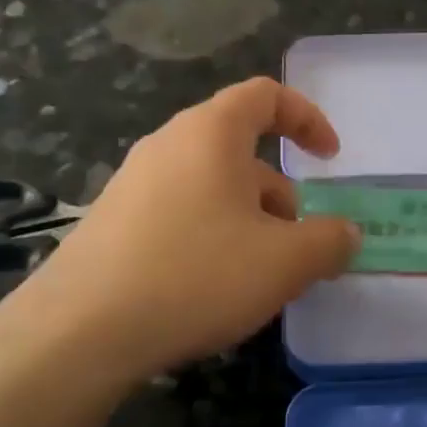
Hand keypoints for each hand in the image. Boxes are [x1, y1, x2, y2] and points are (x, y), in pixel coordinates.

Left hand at [0, 79, 359, 380]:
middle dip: (279, 190)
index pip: (265, 96)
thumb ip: (329, 241)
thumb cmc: (196, 275)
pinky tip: (212, 287)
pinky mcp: (111, 222)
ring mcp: (132, 183)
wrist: (80, 330)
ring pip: (209, 186)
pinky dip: (210, 235)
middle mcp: (168, 145)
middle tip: (298, 241)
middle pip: (238, 148)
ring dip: (247, 218)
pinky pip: (178, 213)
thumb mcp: (284, 262)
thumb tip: (346, 233)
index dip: (307, 118)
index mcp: (211, 134)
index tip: (330, 158)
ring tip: (260, 273)